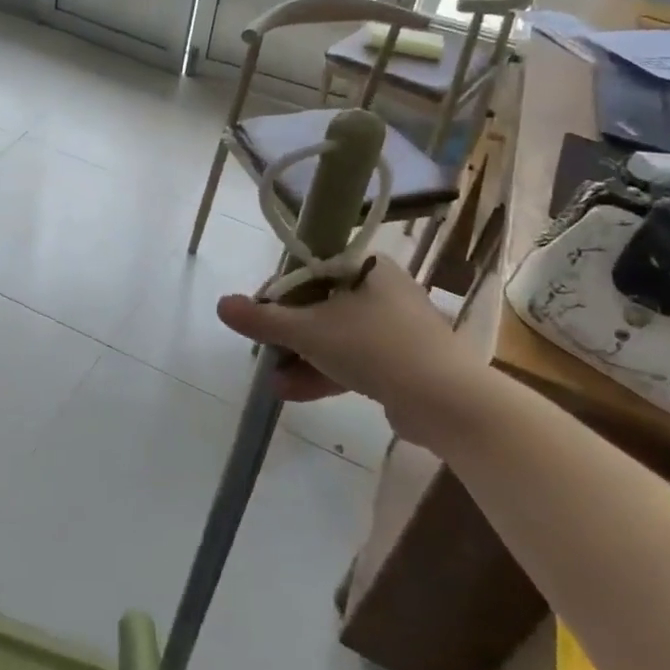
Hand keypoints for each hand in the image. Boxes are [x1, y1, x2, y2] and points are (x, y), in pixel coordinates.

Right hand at [216, 261, 494, 447]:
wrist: (447, 402)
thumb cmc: (375, 347)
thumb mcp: (310, 330)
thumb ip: (264, 319)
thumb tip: (222, 304)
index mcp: (367, 267)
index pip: (310, 270)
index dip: (279, 293)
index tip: (258, 317)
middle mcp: (383, 291)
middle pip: (321, 306)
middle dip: (288, 334)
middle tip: (263, 351)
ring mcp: (396, 329)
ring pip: (336, 337)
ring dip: (301, 358)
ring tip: (272, 381)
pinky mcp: (403, 363)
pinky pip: (354, 361)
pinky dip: (325, 372)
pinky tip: (293, 392)